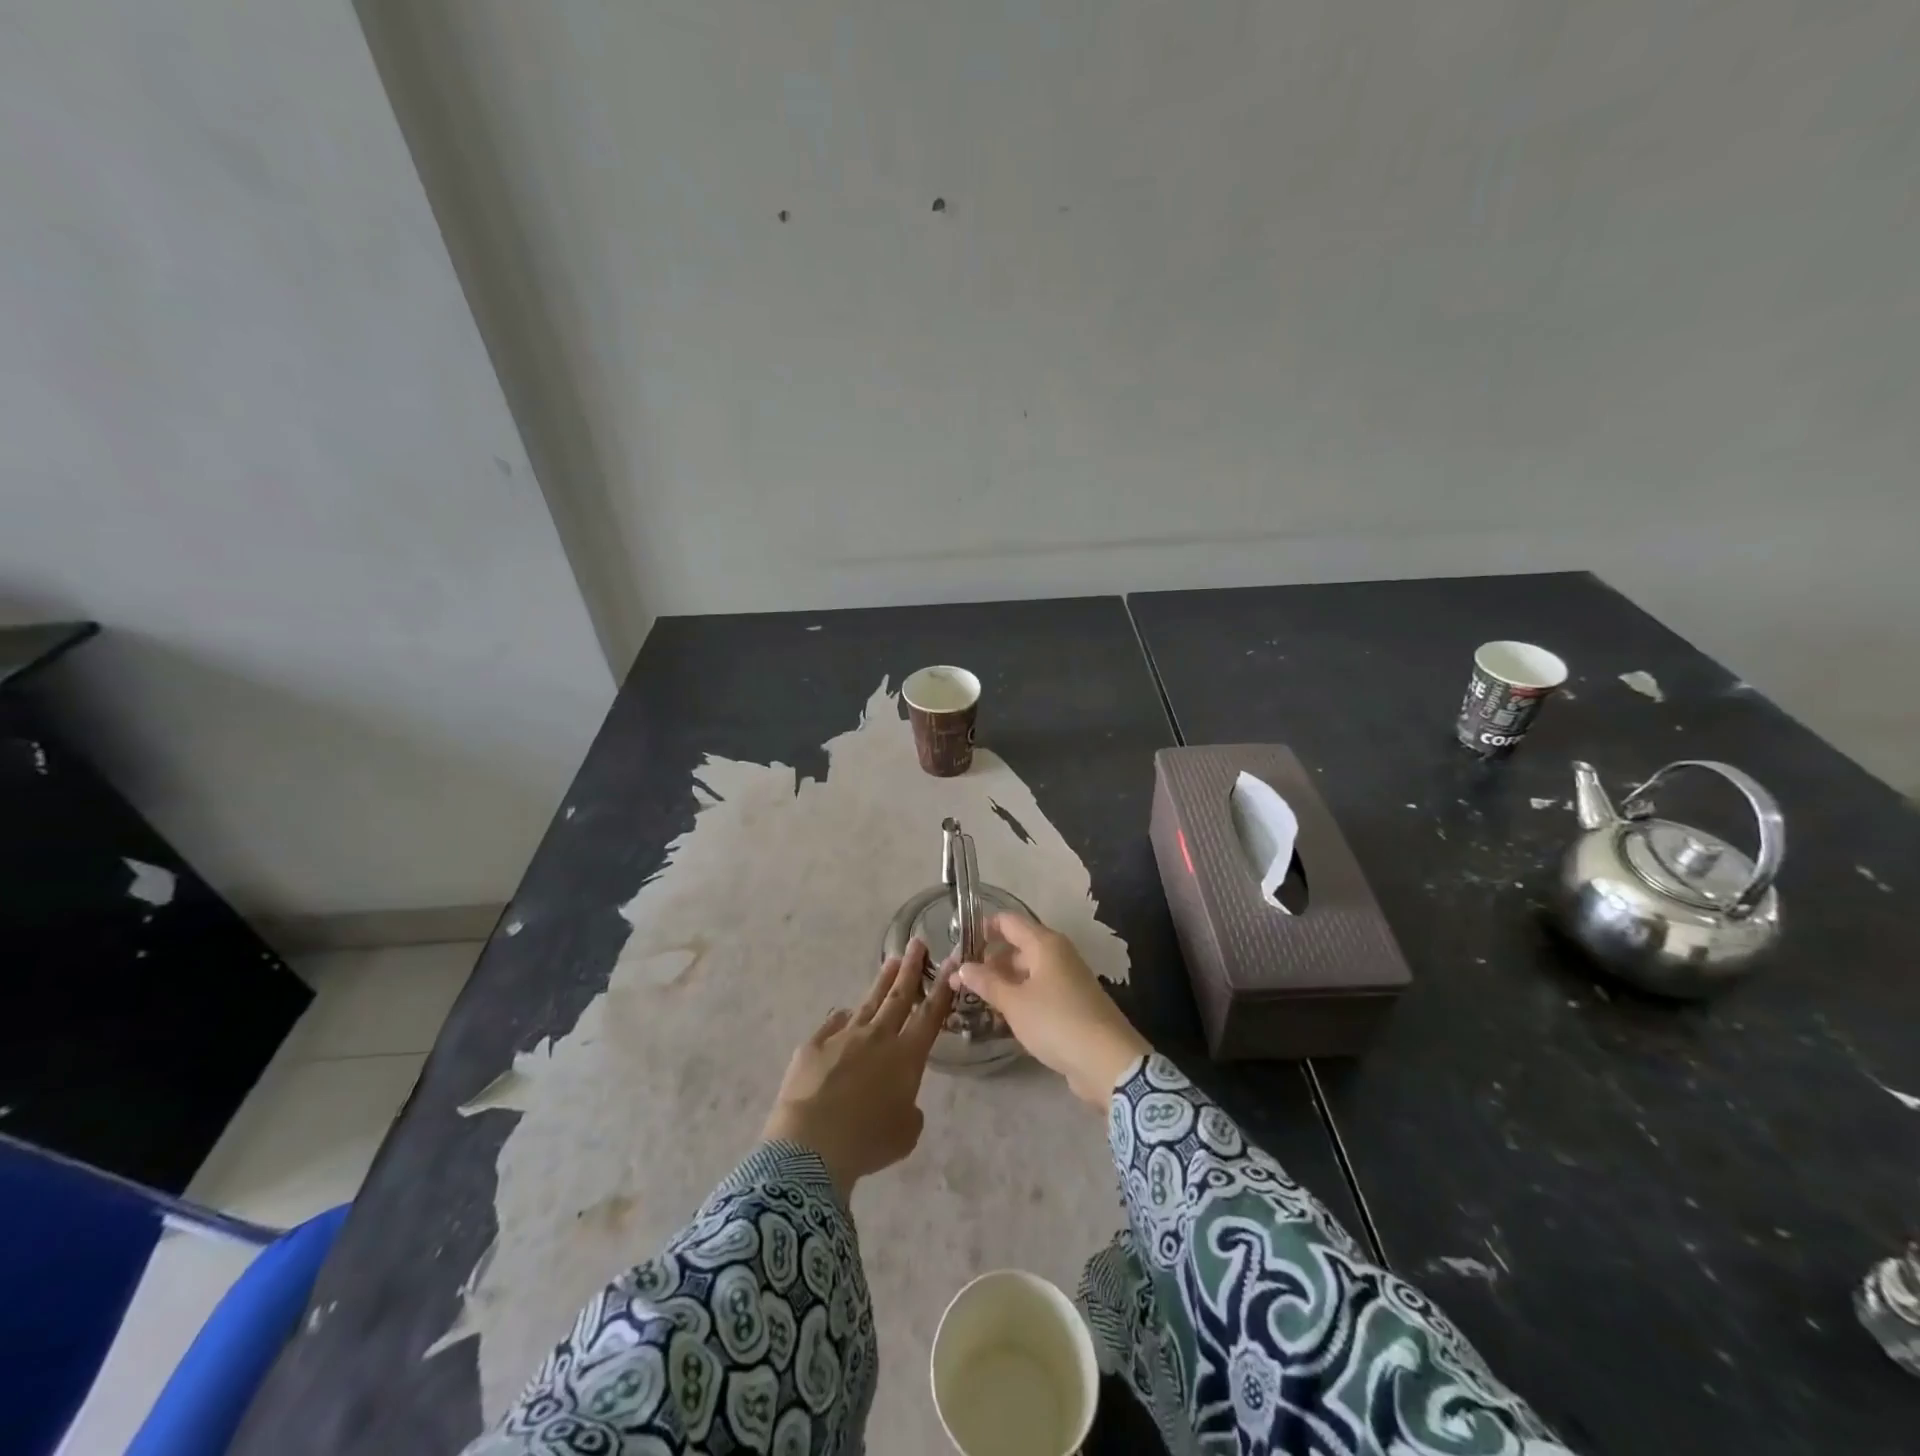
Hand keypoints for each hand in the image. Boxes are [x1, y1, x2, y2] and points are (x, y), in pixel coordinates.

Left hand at [763, 939, 954, 1201]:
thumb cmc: (867, 1142)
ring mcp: (843, 1037)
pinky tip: (844, 1013)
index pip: (930, 1015)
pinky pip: (833, 1025)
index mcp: (906, 1057)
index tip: (952, 961)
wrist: (811, 1145)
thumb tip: (901, 1100)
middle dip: (911, 968)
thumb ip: (909, 1110)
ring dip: (882, 981)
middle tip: (917, 941)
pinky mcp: (814, 1045)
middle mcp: (877, 1037)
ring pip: (868, 1002)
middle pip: (899, 996)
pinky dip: (842, 1019)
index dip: (942, 988)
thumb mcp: (904, 1134)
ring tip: (891, 962)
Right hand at [954, 913, 1149, 1108]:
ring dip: (1001, 983)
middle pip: (1016, 947)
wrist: (1108, 1061)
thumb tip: (963, 967)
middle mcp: (1057, 954)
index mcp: (1045, 944)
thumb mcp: (1015, 1003)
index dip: (982, 929)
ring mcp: (1067, 979)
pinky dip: (1018, 998)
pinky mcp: (1071, 1004)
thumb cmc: (1056, 1021)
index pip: (1007, 922)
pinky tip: (1000, 1016)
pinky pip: (1037, 991)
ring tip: (973, 1001)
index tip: (957, 946)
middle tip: (958, 982)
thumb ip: (987, 982)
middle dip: (987, 962)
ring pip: (1026, 972)